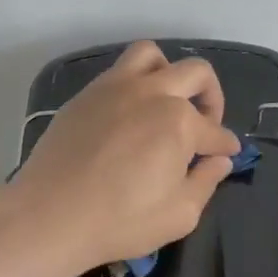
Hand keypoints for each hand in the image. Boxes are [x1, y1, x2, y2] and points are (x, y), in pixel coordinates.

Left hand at [10, 41, 241, 274]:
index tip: (227, 154)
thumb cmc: (121, 220)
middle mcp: (152, 92)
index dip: (226, 145)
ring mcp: (115, 88)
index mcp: (179, 121)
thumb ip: (206, 182)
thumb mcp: (180, 214)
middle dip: (212, 97)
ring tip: (167, 101)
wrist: (50, 215)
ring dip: (169, 73)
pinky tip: (131, 114)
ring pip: (152, 56)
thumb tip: (219, 160)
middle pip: (196, 73)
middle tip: (206, 125)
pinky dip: (135, 83)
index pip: (215, 131)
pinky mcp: (86, 95)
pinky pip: (118, 71)